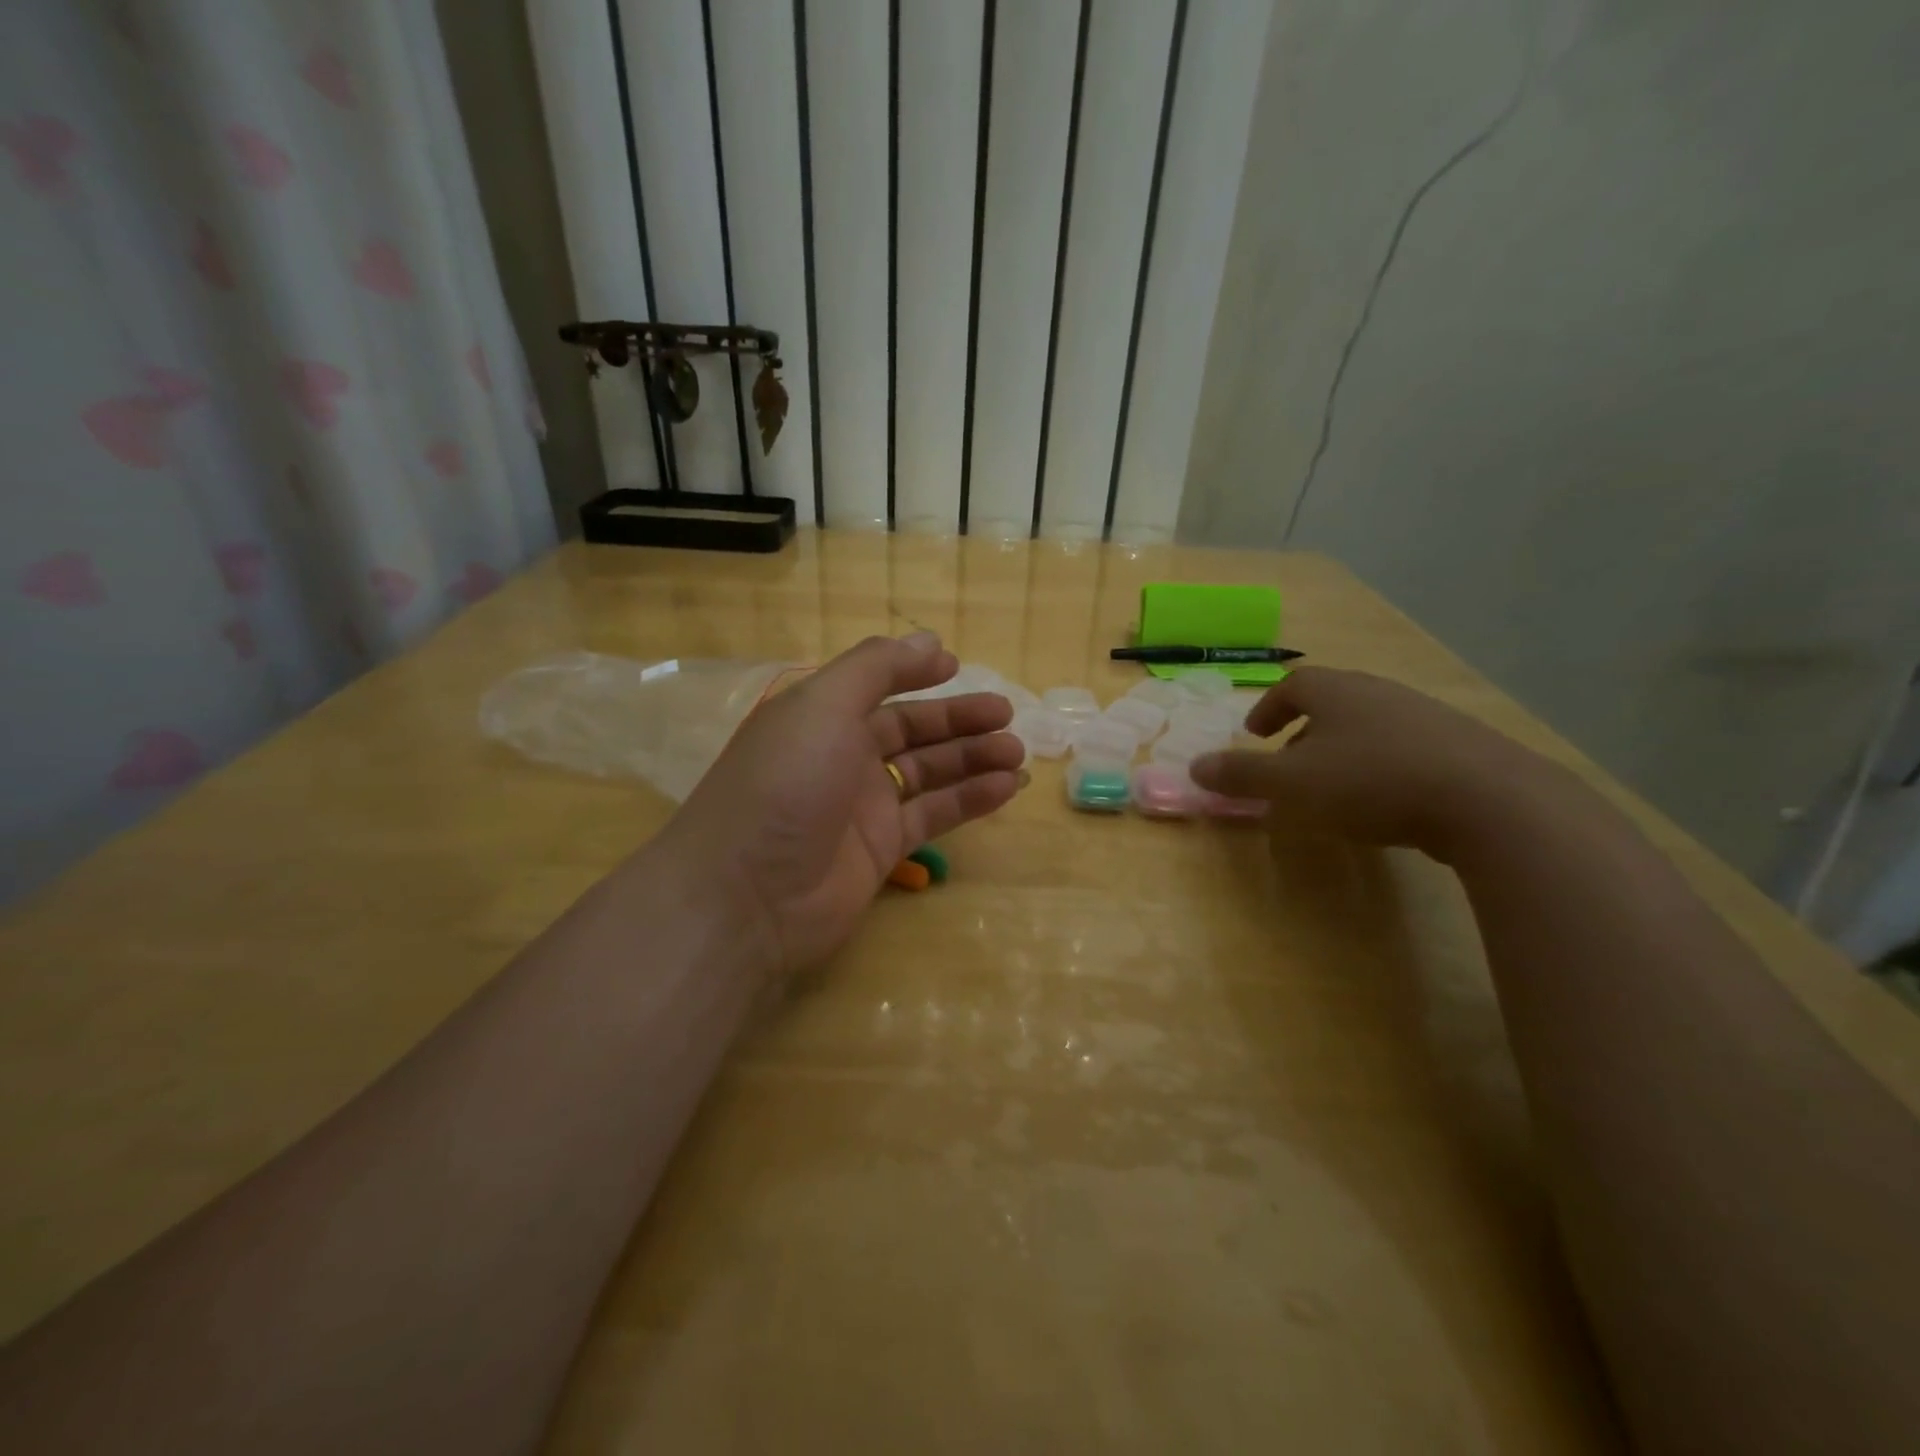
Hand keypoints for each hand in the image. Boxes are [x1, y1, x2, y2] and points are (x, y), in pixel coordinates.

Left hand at [654, 632, 1023, 975]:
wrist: (747, 897)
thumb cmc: (785, 784)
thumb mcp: (823, 706)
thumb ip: (876, 668)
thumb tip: (932, 642)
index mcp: (819, 716)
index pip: (876, 685)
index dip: (915, 673)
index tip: (958, 666)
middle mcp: (841, 756)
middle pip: (910, 730)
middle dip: (958, 720)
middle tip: (1007, 716)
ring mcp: (862, 806)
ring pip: (928, 772)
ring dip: (972, 759)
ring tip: (1016, 753)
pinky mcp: (882, 850)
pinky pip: (933, 815)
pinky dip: (970, 800)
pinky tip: (1006, 787)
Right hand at [1189, 667, 1550, 857]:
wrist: (1488, 800)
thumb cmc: (1371, 782)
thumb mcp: (1292, 784)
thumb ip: (1241, 775)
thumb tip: (1194, 767)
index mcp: (1336, 692)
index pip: (1293, 685)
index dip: (1269, 707)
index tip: (1255, 734)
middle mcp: (1380, 693)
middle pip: (1333, 702)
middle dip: (1305, 730)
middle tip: (1289, 762)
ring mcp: (1426, 715)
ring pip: (1371, 724)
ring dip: (1344, 748)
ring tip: (1335, 785)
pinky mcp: (1463, 745)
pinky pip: (1406, 747)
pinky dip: (1383, 765)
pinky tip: (1387, 800)